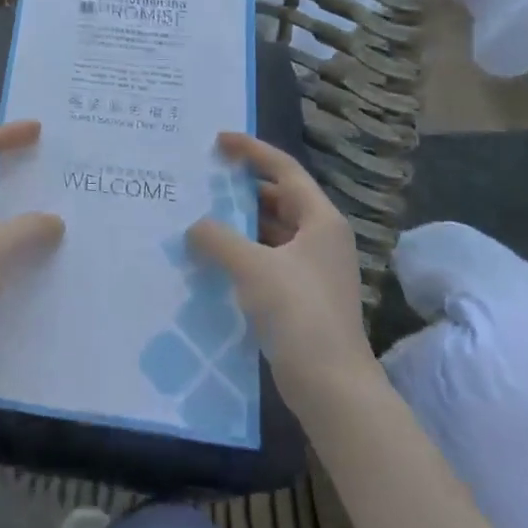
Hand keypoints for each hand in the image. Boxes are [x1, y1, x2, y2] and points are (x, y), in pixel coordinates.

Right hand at [186, 131, 372, 396]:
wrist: (332, 386)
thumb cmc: (298, 312)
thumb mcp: (252, 267)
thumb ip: (218, 238)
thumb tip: (195, 227)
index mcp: (320, 220)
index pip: (284, 169)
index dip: (252, 150)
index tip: (219, 141)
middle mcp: (321, 238)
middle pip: (279, 199)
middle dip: (242, 189)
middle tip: (204, 180)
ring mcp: (313, 269)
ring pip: (272, 232)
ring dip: (240, 224)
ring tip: (201, 217)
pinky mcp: (302, 296)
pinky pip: (268, 259)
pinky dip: (243, 253)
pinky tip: (214, 260)